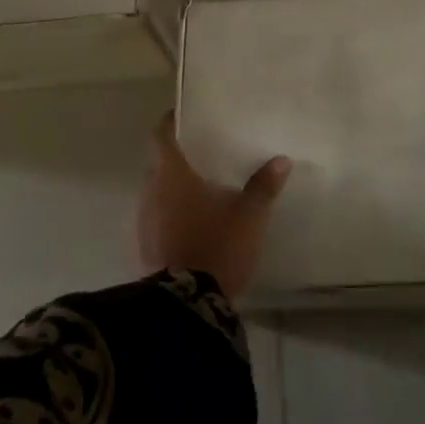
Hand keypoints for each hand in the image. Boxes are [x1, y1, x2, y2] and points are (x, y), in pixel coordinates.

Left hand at [137, 111, 291, 298]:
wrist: (186, 308)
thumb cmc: (216, 246)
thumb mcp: (249, 216)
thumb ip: (263, 186)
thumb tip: (281, 160)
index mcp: (171, 174)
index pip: (161, 135)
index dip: (171, 122)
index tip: (186, 115)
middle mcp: (150, 192)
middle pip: (158, 163)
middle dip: (176, 156)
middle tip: (202, 152)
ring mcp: (143, 223)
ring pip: (155, 192)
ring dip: (171, 188)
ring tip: (199, 187)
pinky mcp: (143, 250)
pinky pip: (154, 219)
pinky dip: (168, 214)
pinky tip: (190, 223)